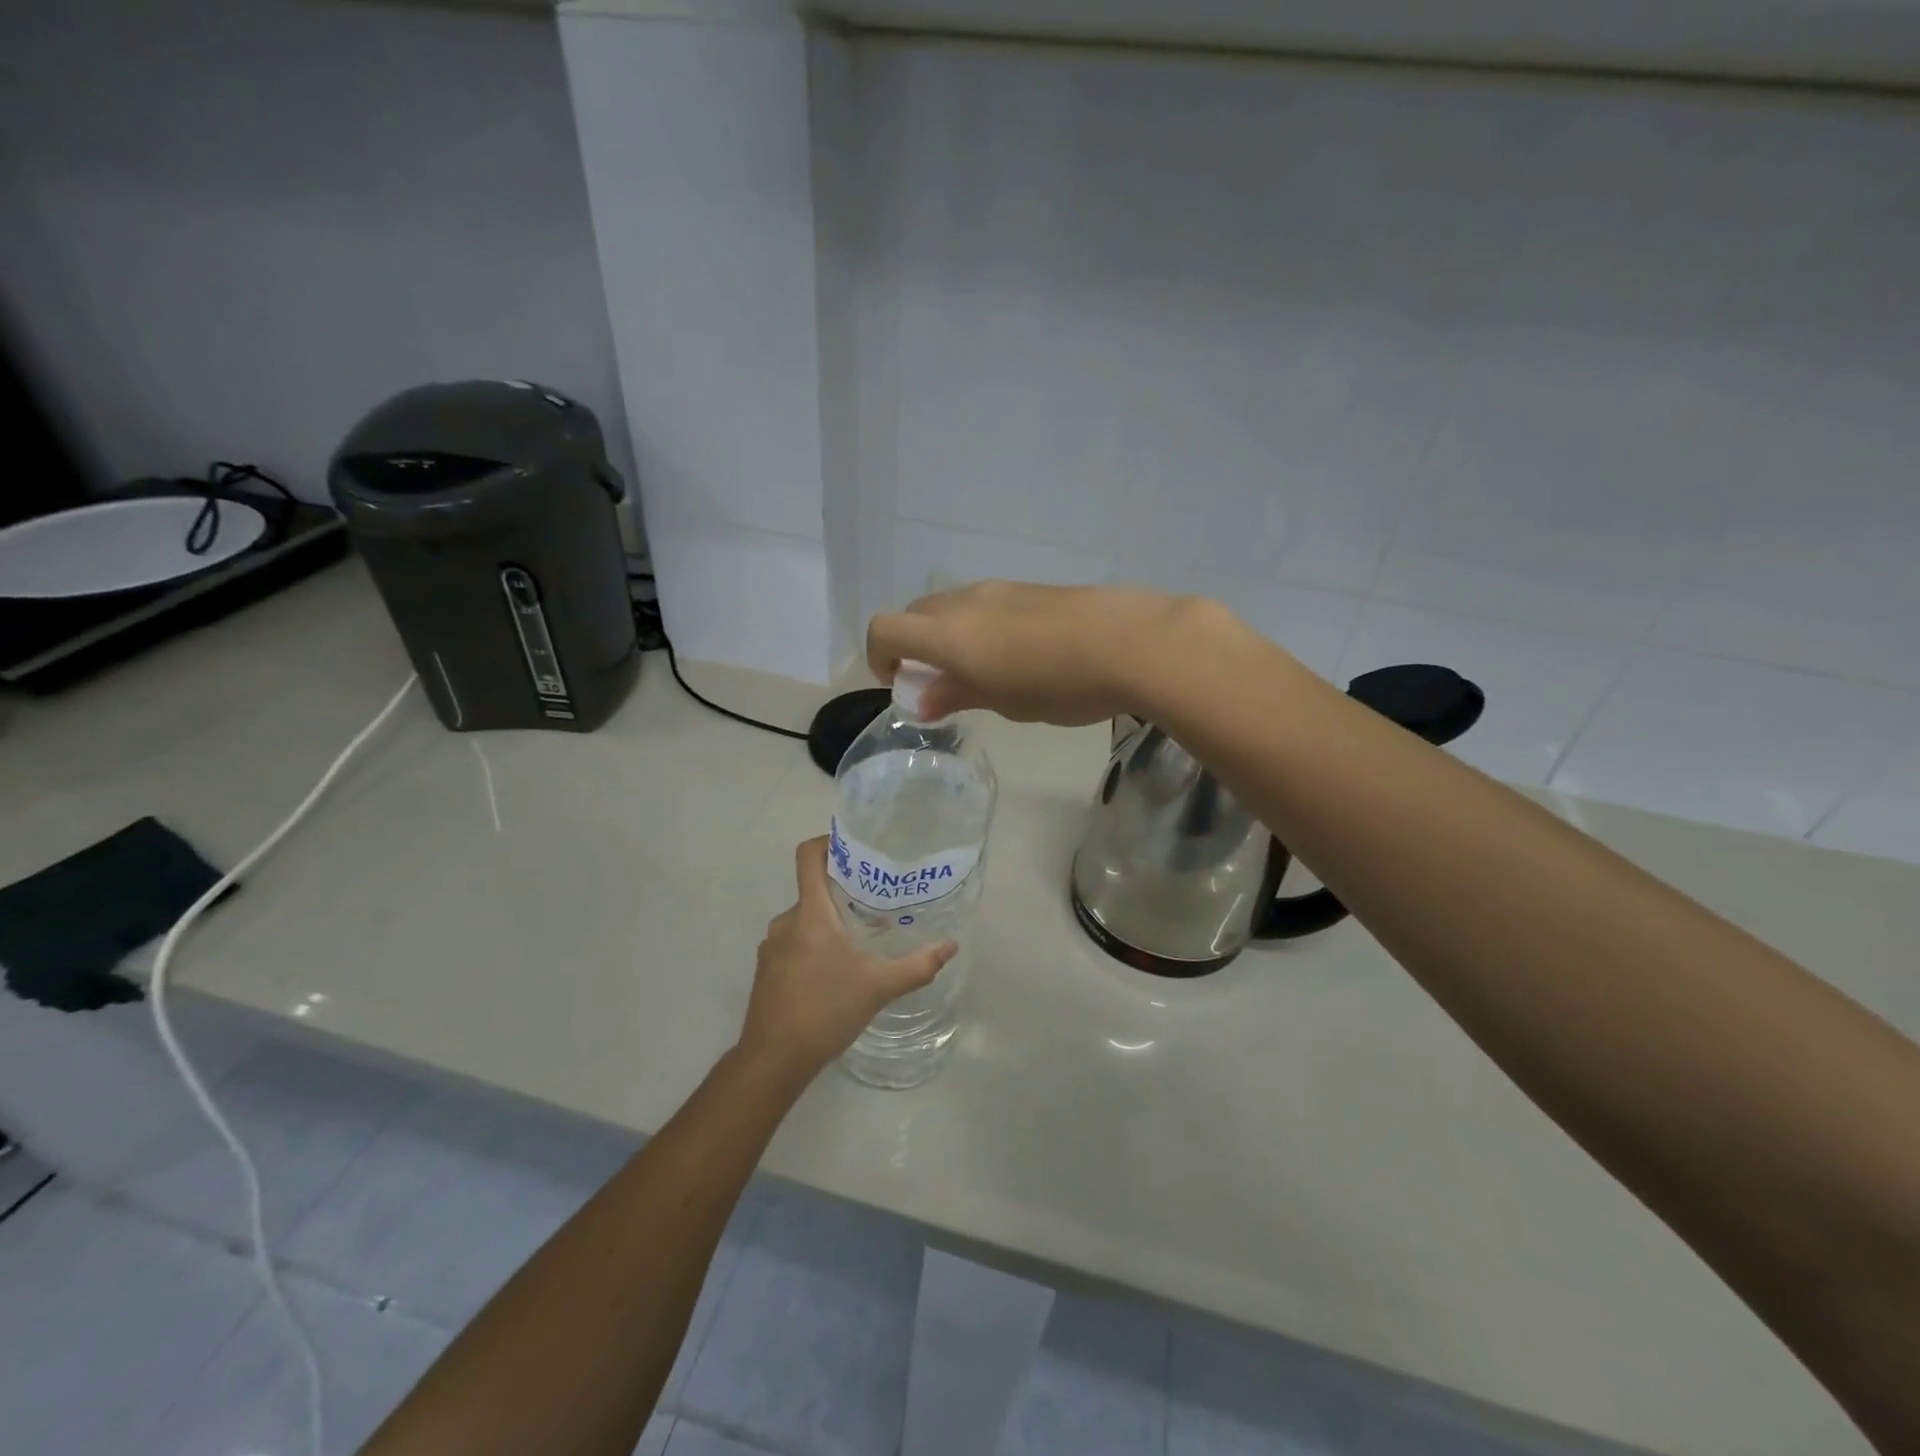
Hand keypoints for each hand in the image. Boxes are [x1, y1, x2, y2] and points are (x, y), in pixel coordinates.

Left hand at [738, 838, 956, 1085]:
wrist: (773, 1060)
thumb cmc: (825, 1010)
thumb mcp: (879, 987)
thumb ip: (917, 965)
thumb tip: (950, 946)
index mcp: (810, 913)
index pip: (808, 856)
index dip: (828, 842)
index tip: (856, 848)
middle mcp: (786, 921)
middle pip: (813, 889)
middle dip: (843, 892)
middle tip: (877, 901)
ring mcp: (772, 947)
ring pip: (805, 919)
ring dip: (829, 921)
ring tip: (860, 937)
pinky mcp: (767, 970)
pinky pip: (794, 942)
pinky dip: (814, 944)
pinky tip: (836, 970)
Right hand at [865, 580, 1205, 724]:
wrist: (1131, 641)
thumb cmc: (1059, 684)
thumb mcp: (1004, 701)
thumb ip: (956, 694)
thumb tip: (920, 698)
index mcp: (948, 632)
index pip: (886, 629)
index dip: (881, 657)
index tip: (901, 684)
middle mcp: (966, 601)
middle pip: (917, 613)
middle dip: (915, 646)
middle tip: (942, 683)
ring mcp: (1001, 590)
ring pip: (954, 606)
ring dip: (950, 635)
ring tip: (985, 672)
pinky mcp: (1032, 589)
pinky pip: (987, 604)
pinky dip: (981, 627)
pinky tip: (1020, 655)